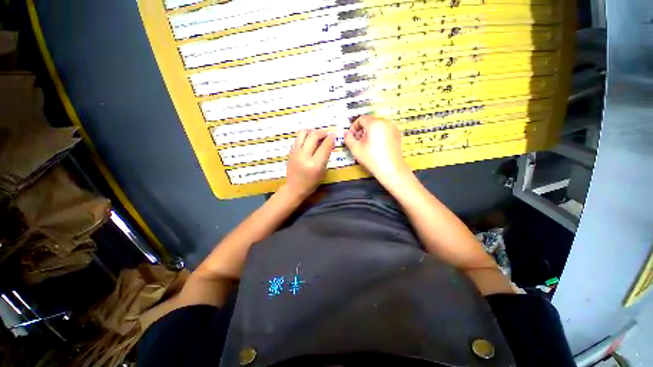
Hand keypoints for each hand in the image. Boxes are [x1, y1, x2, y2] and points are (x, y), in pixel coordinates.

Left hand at [284, 129, 334, 197]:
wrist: (294, 188)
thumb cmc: (311, 183)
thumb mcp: (322, 172)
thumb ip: (326, 157)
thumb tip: (329, 143)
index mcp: (315, 164)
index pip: (324, 146)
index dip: (331, 138)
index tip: (334, 135)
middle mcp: (304, 156)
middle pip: (313, 135)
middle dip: (322, 132)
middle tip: (326, 134)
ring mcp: (295, 152)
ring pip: (303, 132)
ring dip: (312, 131)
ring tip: (316, 135)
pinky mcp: (290, 151)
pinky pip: (298, 138)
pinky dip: (305, 136)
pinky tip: (308, 141)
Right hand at [344, 115, 408, 180]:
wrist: (390, 169)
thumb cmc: (373, 159)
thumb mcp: (355, 149)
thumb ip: (348, 139)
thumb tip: (346, 134)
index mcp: (375, 124)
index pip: (361, 119)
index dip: (354, 127)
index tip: (352, 136)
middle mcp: (385, 123)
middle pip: (369, 121)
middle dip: (362, 130)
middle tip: (358, 141)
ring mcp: (393, 128)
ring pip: (377, 125)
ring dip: (370, 132)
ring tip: (367, 145)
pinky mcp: (397, 134)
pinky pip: (384, 130)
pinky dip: (378, 134)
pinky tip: (376, 146)